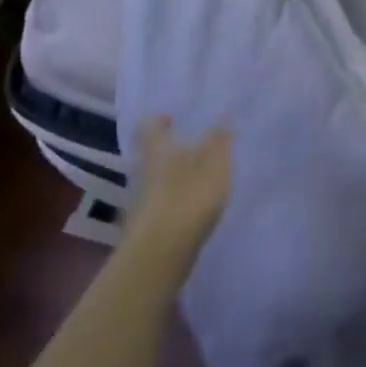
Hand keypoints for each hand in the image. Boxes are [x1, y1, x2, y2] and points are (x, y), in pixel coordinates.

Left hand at [124, 117, 231, 275]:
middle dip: (170, 150)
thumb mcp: (215, 159)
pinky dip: (177, 200)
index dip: (159, 120)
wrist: (162, 251)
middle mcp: (143, 171)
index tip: (171, 117)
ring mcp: (142, 200)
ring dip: (174, 176)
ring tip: (200, 176)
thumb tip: (223, 115)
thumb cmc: (189, 193)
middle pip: (152, 155)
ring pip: (157, 180)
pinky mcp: (148, 226)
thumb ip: (220, 137)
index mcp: (157, 148)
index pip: (149, 126)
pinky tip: (195, 205)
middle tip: (192, 145)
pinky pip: (163, 203)